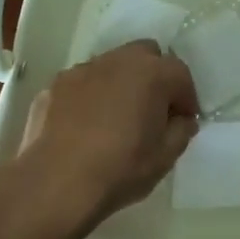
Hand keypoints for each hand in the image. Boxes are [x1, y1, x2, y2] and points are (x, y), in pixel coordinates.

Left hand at [14, 42, 198, 231]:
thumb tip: (181, 120)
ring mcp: (83, 69)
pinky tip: (85, 125)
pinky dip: (90, 95)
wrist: (54, 184)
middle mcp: (119, 61)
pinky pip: (83, 83)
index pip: (180, 74)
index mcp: (152, 73)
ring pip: (112, 65)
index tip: (183, 121)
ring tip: (116, 117)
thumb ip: (181, 132)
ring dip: (121, 83)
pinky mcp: (55, 85)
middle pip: (146, 54)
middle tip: (152, 109)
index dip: (186, 98)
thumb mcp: (165, 158)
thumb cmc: (119, 169)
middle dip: (155, 76)